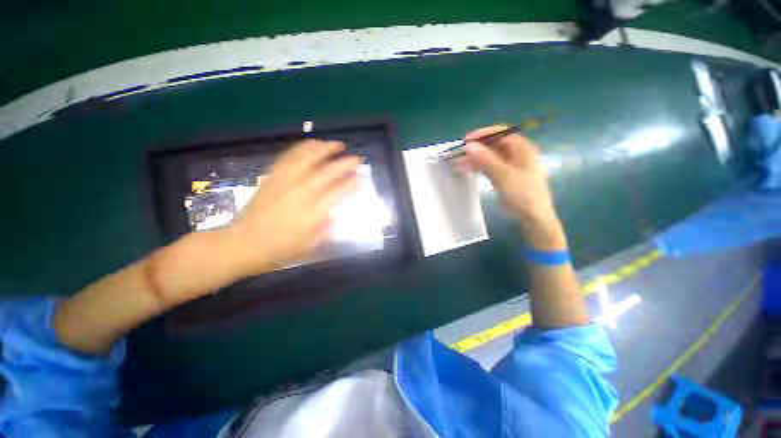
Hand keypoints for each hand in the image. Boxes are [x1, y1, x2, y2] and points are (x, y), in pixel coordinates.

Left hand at [229, 140, 360, 273]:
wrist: (241, 244)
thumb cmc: (279, 250)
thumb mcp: (310, 246)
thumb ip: (326, 227)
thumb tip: (334, 212)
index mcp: (312, 213)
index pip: (338, 192)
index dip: (352, 183)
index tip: (360, 178)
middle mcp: (301, 193)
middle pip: (327, 172)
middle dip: (345, 163)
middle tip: (357, 158)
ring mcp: (285, 182)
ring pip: (307, 158)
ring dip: (324, 149)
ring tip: (336, 144)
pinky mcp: (272, 177)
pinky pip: (289, 157)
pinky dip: (302, 148)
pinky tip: (310, 145)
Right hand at [455, 125, 565, 250]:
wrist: (532, 216)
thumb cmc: (522, 193)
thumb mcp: (503, 175)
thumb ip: (485, 159)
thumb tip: (469, 145)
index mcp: (522, 148)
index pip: (501, 133)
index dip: (482, 135)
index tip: (465, 141)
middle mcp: (516, 154)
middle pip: (493, 145)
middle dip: (475, 148)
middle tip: (458, 153)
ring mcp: (509, 166)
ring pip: (488, 157)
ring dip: (473, 159)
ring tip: (457, 163)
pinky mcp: (503, 176)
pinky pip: (488, 167)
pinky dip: (477, 168)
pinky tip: (464, 169)